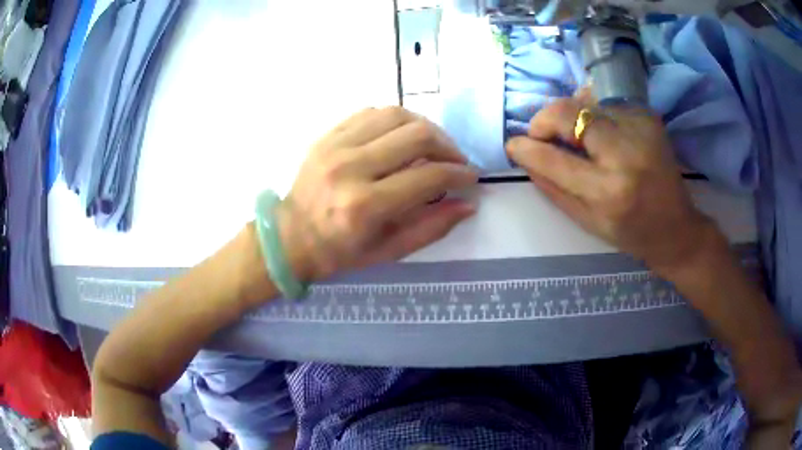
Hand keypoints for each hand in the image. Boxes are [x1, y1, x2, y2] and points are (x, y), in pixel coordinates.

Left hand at [279, 107, 477, 280]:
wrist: (290, 236)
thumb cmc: (339, 252)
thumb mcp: (388, 251)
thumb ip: (432, 227)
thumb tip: (468, 204)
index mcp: (366, 206)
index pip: (428, 176)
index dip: (459, 174)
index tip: (470, 177)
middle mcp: (351, 168)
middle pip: (417, 135)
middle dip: (448, 146)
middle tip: (455, 160)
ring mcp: (335, 146)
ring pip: (396, 115)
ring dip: (425, 127)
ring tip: (434, 145)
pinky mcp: (327, 135)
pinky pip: (371, 113)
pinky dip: (396, 120)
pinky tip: (402, 136)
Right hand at [506, 93, 714, 275]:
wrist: (676, 227)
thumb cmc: (630, 232)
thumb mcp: (586, 222)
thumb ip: (552, 187)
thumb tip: (525, 155)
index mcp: (608, 192)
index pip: (553, 158)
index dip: (526, 147)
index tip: (513, 145)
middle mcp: (625, 154)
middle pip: (569, 113)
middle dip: (545, 120)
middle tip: (543, 135)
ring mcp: (639, 130)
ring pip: (585, 101)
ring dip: (570, 116)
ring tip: (574, 135)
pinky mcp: (648, 117)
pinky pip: (606, 102)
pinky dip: (592, 111)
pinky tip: (598, 130)